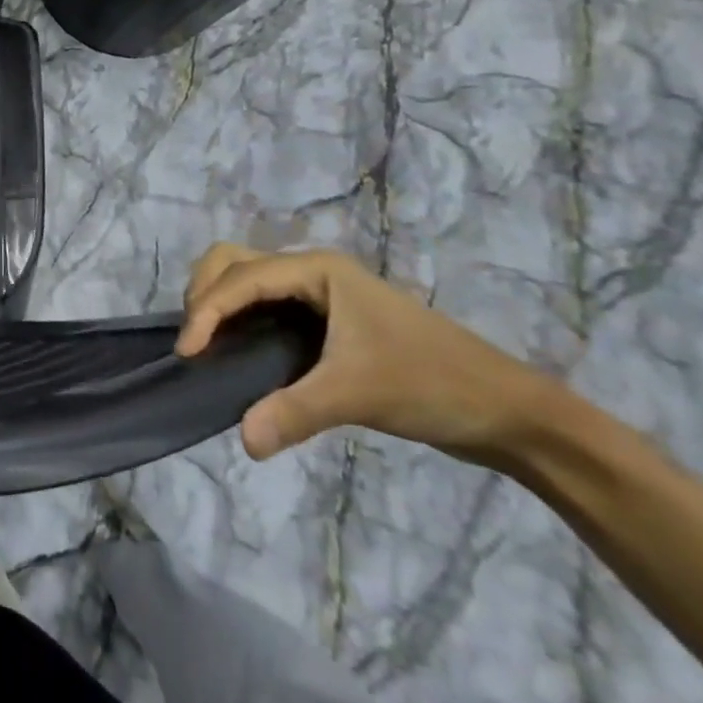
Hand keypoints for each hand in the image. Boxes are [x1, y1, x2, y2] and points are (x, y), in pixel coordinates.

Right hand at [175, 244, 549, 464]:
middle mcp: (312, 271)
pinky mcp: (326, 319)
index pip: (241, 277)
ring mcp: (319, 293)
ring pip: (246, 278)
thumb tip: (243, 442)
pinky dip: (238, 317)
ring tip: (207, 343)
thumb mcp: (358, 394)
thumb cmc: (433, 385)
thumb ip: (294, 412)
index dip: (207, 310)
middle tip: (196, 339)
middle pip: (233, 261)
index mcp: (318, 269)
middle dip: (204, 292)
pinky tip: (235, 351)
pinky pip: (263, 303)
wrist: (512, 413)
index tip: (189, 353)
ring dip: (218, 302)